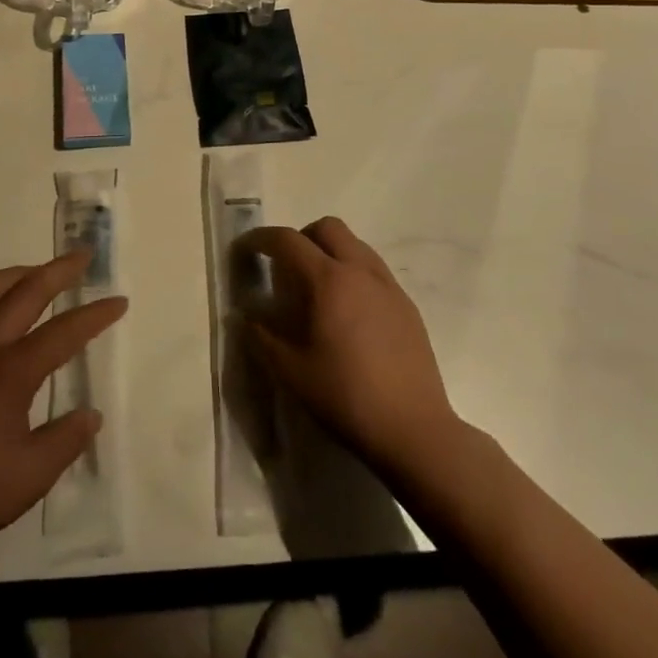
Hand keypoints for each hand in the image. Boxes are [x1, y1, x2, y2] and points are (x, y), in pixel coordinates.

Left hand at [0, 251, 127, 571]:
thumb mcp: (29, 478)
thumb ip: (65, 441)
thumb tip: (90, 415)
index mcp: (9, 373)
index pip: (63, 332)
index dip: (95, 315)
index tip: (118, 301)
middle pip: (25, 292)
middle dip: (59, 271)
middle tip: (82, 257)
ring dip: (16, 274)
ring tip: (35, 271)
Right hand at [240, 218, 459, 475]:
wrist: (414, 429)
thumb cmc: (346, 396)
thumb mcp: (291, 371)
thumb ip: (262, 337)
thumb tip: (245, 317)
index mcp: (329, 281)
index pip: (288, 240)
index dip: (260, 239)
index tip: (244, 249)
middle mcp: (361, 272)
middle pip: (328, 228)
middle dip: (301, 237)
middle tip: (286, 268)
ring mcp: (389, 287)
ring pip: (355, 245)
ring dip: (330, 252)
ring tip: (317, 290)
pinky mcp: (407, 306)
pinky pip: (374, 270)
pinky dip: (353, 274)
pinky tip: (347, 313)